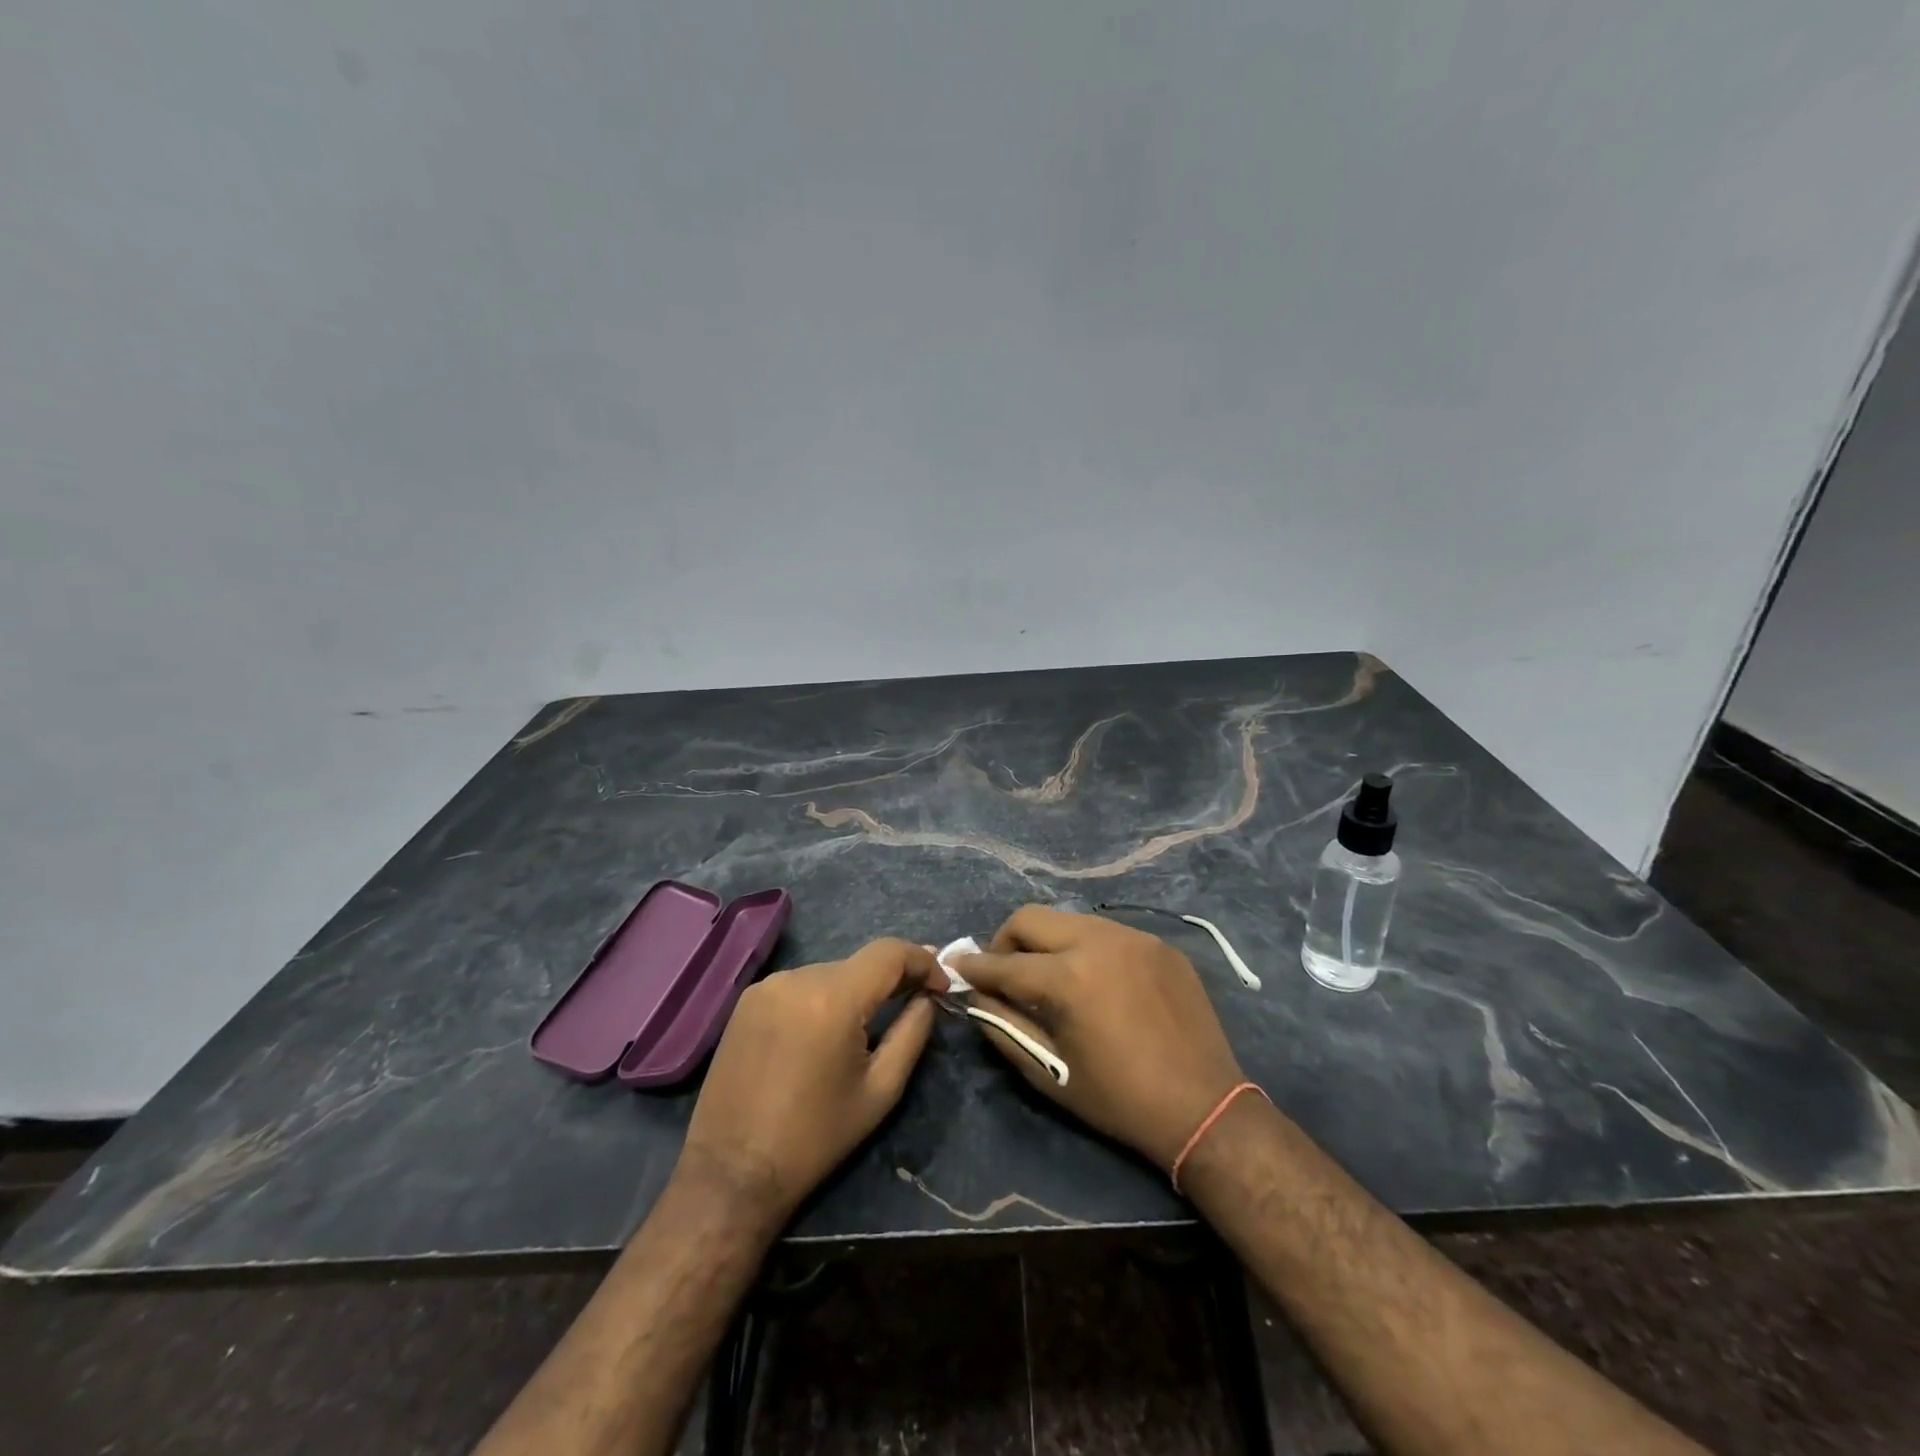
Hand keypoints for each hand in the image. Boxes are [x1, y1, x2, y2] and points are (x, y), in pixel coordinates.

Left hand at [680, 938, 938, 1220]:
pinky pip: (800, 985)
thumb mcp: (880, 1090)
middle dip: (892, 978)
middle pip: (859, 963)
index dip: (923, 960)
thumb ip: (912, 1033)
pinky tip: (826, 1031)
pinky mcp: (746, 1001)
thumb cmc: (815, 1137)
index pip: (889, 953)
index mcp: (832, 999)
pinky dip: (823, 998)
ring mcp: (766, 986)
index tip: (942, 984)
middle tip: (917, 1000)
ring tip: (871, 1022)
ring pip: (830, 973)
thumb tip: (927, 997)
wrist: (731, 1173)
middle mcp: (796, 978)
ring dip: (856, 989)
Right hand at [953, 906, 1245, 1170]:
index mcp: (1069, 977)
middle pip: (1032, 918)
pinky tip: (1096, 981)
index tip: (956, 966)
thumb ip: (1004, 1026)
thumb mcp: (1050, 1072)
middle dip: (1006, 941)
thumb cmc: (1118, 1099)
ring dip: (1048, 942)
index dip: (975, 966)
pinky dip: (1087, 948)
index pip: (1005, 962)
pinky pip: (1107, 933)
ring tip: (1049, 975)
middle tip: (1003, 971)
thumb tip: (976, 996)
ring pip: (1070, 920)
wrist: (1205, 1108)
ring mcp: (1134, 937)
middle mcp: (1099, 941)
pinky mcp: (1159, 944)